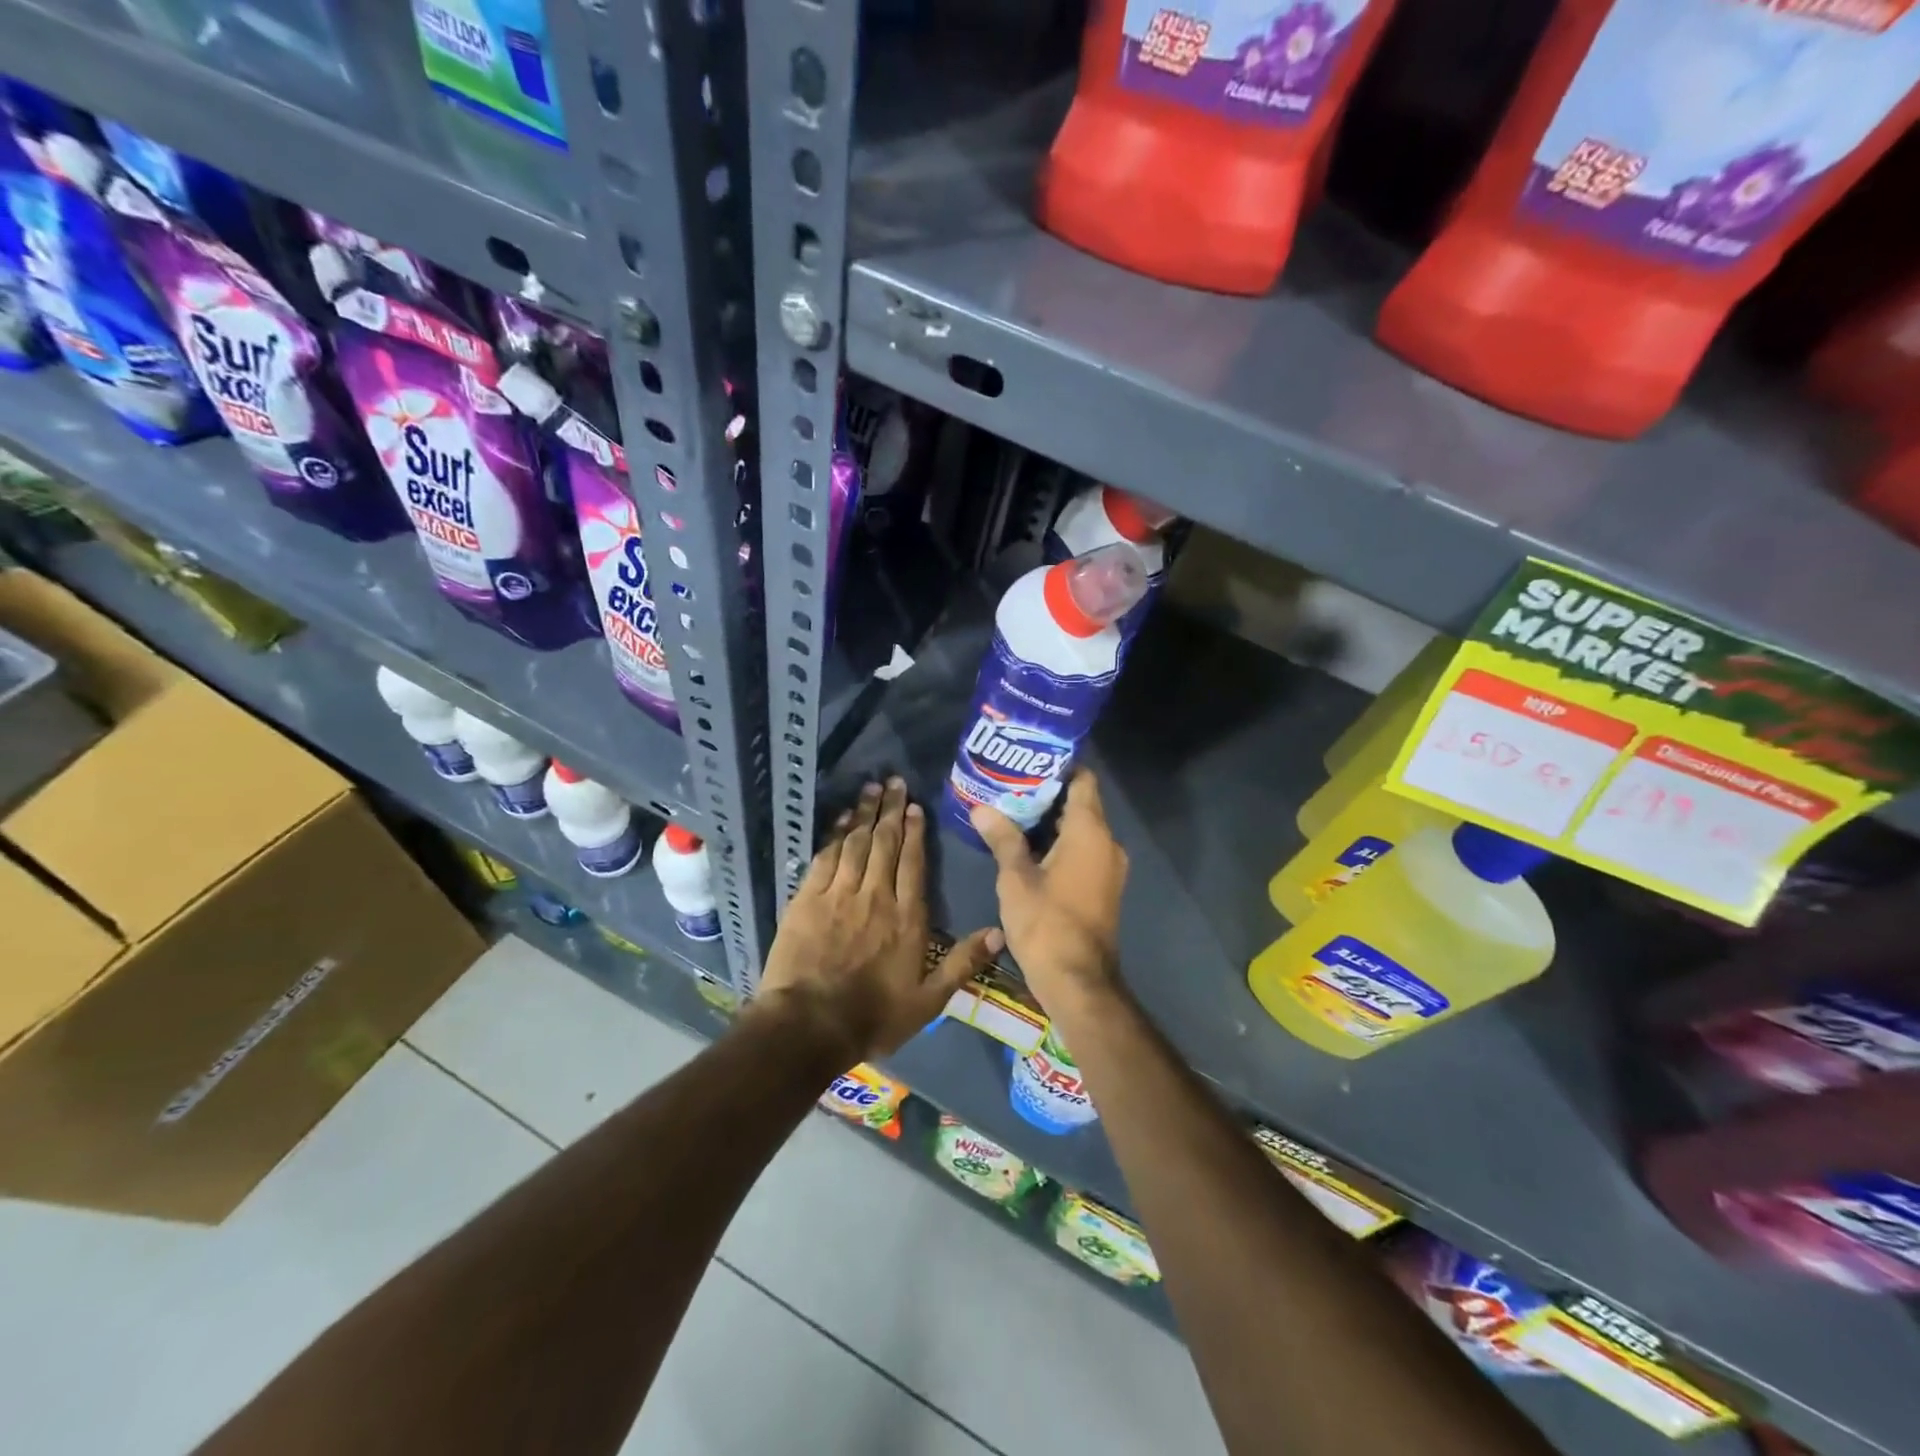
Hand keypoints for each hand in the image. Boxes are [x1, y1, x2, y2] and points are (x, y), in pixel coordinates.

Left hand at [757, 777, 1002, 1062]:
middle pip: (886, 843)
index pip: (913, 863)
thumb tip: (1000, 932)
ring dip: (865, 813)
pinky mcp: (808, 899)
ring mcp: (839, 894)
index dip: (916, 832)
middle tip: (895, 782)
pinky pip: (825, 857)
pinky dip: (835, 834)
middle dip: (892, 810)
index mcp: (907, 918)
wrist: (809, 1025)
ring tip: (872, 788)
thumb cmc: (873, 1017)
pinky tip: (842, 819)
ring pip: (856, 843)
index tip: (916, 807)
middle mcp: (876, 896)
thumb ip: (962, 964)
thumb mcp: (928, 1001)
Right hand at [970, 770, 1127, 1012]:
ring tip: (1011, 813)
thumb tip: (981, 808)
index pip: (1082, 780)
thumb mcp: (1015, 878)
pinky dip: (1059, 844)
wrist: (1078, 981)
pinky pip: (1083, 852)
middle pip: (1080, 804)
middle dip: (1046, 794)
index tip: (1028, 761)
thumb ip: (1002, 838)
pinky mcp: (1104, 888)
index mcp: (1090, 832)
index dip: (1058, 767)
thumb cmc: (1046, 923)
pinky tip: (1027, 848)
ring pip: (1081, 830)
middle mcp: (1107, 843)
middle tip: (1008, 786)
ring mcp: (1109, 868)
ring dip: (1050, 822)